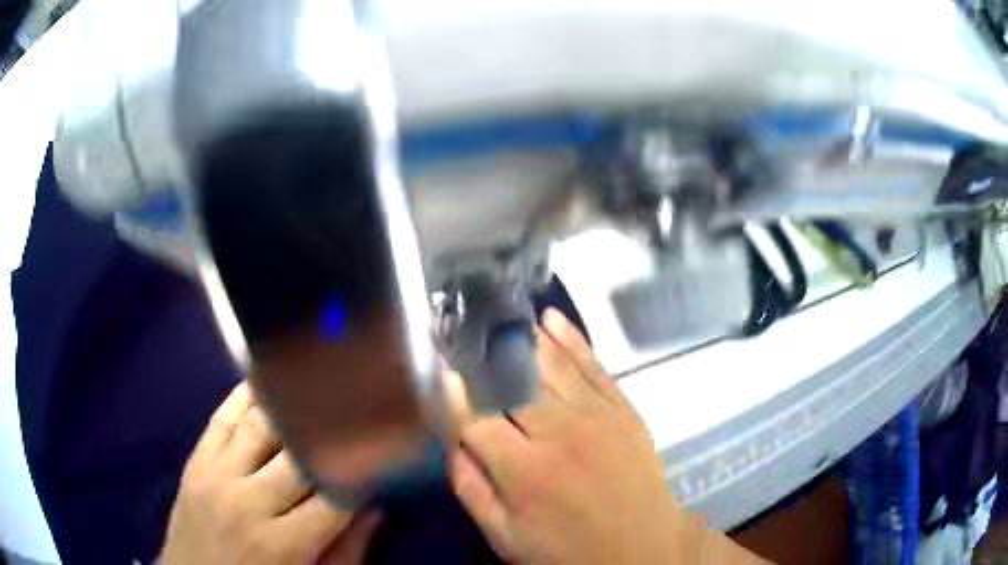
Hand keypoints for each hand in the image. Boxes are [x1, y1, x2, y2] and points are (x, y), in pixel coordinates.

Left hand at [160, 382, 380, 564]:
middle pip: (300, 452)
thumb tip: (375, 506)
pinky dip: (246, 394)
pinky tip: (268, 376)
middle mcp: (248, 500)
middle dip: (335, 428)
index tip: (388, 449)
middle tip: (365, 402)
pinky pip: (222, 417)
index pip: (336, 494)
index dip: (365, 471)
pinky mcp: (196, 459)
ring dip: (294, 400)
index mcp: (283, 543)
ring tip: (323, 376)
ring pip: (261, 424)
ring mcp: (216, 473)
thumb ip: (347, 550)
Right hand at [450, 309, 766, 563]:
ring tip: (499, 316)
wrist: (643, 550)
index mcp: (523, 470)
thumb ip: (472, 489)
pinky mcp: (624, 410)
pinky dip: (571, 339)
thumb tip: (452, 440)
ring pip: (550, 364)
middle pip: (510, 381)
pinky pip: (594, 366)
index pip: (474, 415)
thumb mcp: (506, 537)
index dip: (453, 391)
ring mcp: (597, 416)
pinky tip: (551, 319)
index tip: (441, 369)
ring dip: (521, 338)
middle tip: (464, 331)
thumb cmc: (568, 552)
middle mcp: (558, 433)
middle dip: (483, 355)